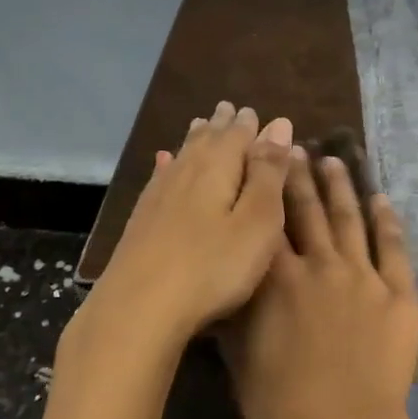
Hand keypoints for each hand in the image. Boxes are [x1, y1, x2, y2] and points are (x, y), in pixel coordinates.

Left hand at [84, 102, 294, 352]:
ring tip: (202, 124)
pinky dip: (167, 165)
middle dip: (221, 125)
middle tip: (228, 108)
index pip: (237, 135)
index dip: (250, 125)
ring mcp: (159, 196)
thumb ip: (269, 173)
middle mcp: (186, 172)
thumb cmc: (212, 267)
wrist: (138, 309)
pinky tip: (163, 161)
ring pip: (182, 156)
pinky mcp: (141, 220)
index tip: (254, 111)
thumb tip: (279, 123)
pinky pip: (159, 178)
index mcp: (218, 168)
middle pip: (206, 140)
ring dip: (195, 139)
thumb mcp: (257, 221)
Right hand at [220, 148, 417, 418]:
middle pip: (308, 210)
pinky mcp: (398, 293)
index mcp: (277, 279)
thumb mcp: (239, 360)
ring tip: (334, 160)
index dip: (265, 188)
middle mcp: (319, 264)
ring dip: (340, 186)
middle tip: (296, 146)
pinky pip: (393, 248)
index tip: (262, 160)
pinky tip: (382, 199)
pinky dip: (387, 221)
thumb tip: (223, 283)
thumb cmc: (281, 406)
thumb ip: (233, 316)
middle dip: (300, 176)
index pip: (268, 222)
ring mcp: (362, 275)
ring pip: (349, 219)